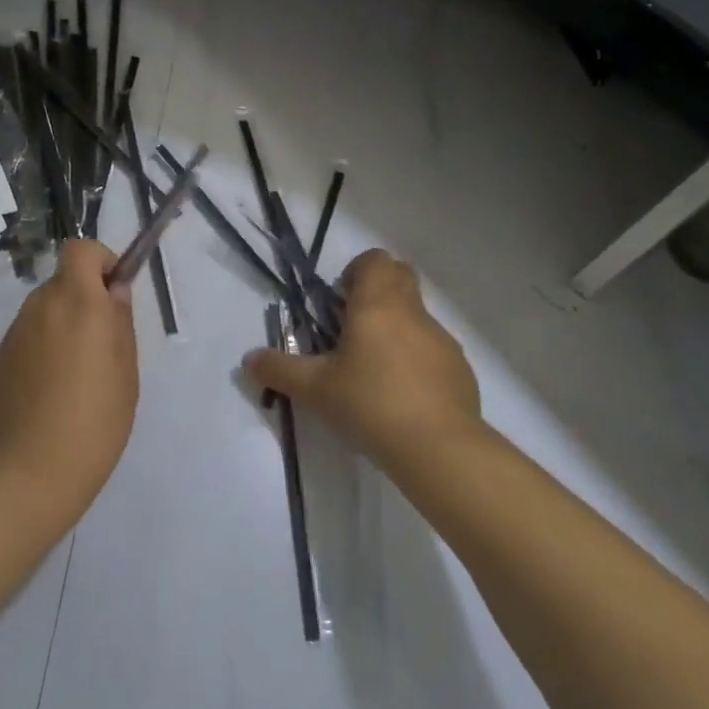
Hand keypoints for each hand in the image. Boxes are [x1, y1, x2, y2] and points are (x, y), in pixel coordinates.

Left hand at [0, 239, 138, 511]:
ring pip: (46, 308)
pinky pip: (30, 335)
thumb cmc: (95, 418)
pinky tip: (54, 388)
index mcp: (77, 301)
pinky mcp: (0, 359)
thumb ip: (120, 320)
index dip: (101, 261)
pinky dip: (45, 346)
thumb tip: (114, 291)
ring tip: (79, 371)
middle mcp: (41, 306)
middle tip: (104, 341)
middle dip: (85, 297)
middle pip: (64, 280)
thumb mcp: (126, 369)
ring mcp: (15, 332)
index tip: (115, 293)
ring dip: (64, 322)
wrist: (30, 472)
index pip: (80, 249)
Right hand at [245, 249, 479, 468]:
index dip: (357, 271)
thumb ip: (279, 370)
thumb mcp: (315, 389)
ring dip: (397, 329)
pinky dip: (418, 361)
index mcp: (377, 304)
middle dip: (377, 292)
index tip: (340, 301)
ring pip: (417, 317)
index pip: (375, 260)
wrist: (438, 448)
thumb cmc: (370, 403)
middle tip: (353, 327)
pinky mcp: (460, 370)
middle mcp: (413, 313)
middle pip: (400, 278)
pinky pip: (434, 351)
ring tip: (375, 371)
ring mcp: (442, 340)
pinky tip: (404, 398)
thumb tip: (248, 360)